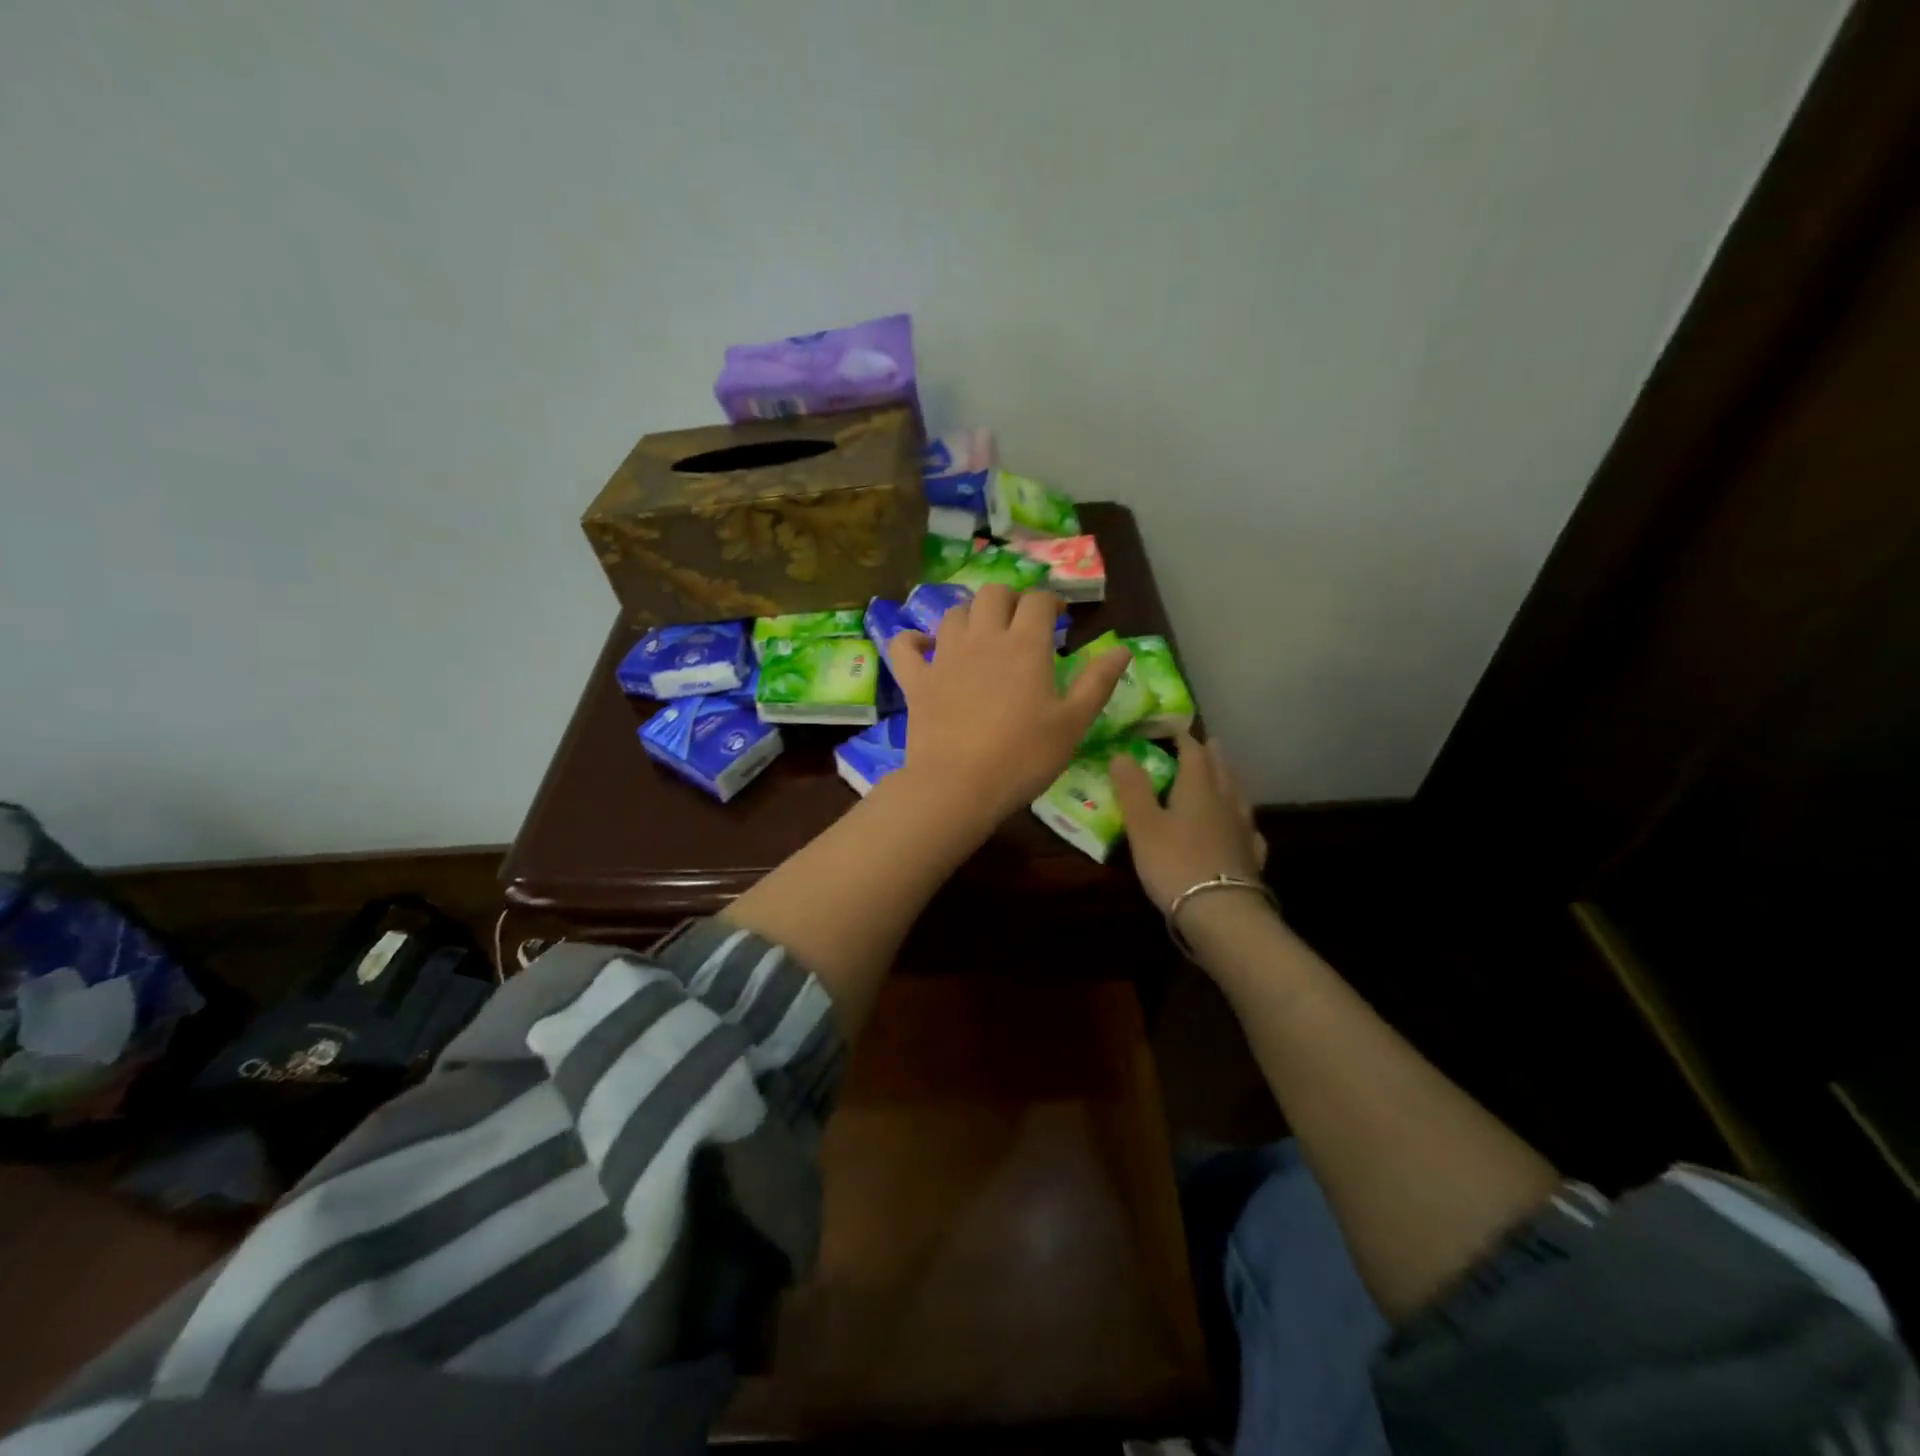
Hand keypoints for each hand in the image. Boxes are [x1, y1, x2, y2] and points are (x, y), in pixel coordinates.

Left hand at [887, 584, 1131, 825]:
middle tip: (1020, 622)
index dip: (1050, 601)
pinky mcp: (916, 680)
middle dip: (1009, 599)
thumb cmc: (1023, 757)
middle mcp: (983, 639)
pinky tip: (924, 646)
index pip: (1038, 601)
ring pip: (954, 613)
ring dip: (970, 615)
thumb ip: (1097, 682)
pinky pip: (904, 645)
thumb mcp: (1073, 724)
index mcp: (1025, 645)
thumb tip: (1121, 649)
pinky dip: (913, 639)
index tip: (1058, 618)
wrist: (958, 786)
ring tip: (981, 634)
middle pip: (993, 595)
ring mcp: (944, 656)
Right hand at [1110, 731, 1268, 911]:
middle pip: (1220, 770)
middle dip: (1211, 755)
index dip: (1182, 738)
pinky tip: (1242, 829)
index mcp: (1198, 788)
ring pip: (1237, 796)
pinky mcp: (1250, 857)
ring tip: (1224, 777)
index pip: (1193, 752)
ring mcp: (1242, 830)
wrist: (1221, 912)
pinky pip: (1248, 830)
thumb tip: (1122, 753)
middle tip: (1206, 743)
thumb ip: (1132, 788)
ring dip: (1229, 782)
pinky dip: (1241, 821)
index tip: (1173, 727)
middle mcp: (1225, 802)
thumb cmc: (1175, 862)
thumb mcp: (1142, 824)